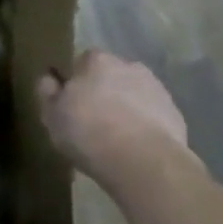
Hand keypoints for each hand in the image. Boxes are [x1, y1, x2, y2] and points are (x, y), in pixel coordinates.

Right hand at [38, 50, 189, 176]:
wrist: (144, 162)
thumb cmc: (89, 133)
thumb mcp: (52, 116)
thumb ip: (47, 92)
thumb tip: (48, 79)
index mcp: (97, 61)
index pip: (83, 61)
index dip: (77, 82)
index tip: (72, 103)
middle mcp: (129, 66)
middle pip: (111, 76)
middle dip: (104, 92)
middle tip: (92, 121)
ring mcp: (157, 89)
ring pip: (134, 95)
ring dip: (126, 108)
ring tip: (115, 138)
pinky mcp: (175, 114)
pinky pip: (153, 115)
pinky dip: (145, 126)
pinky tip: (135, 148)